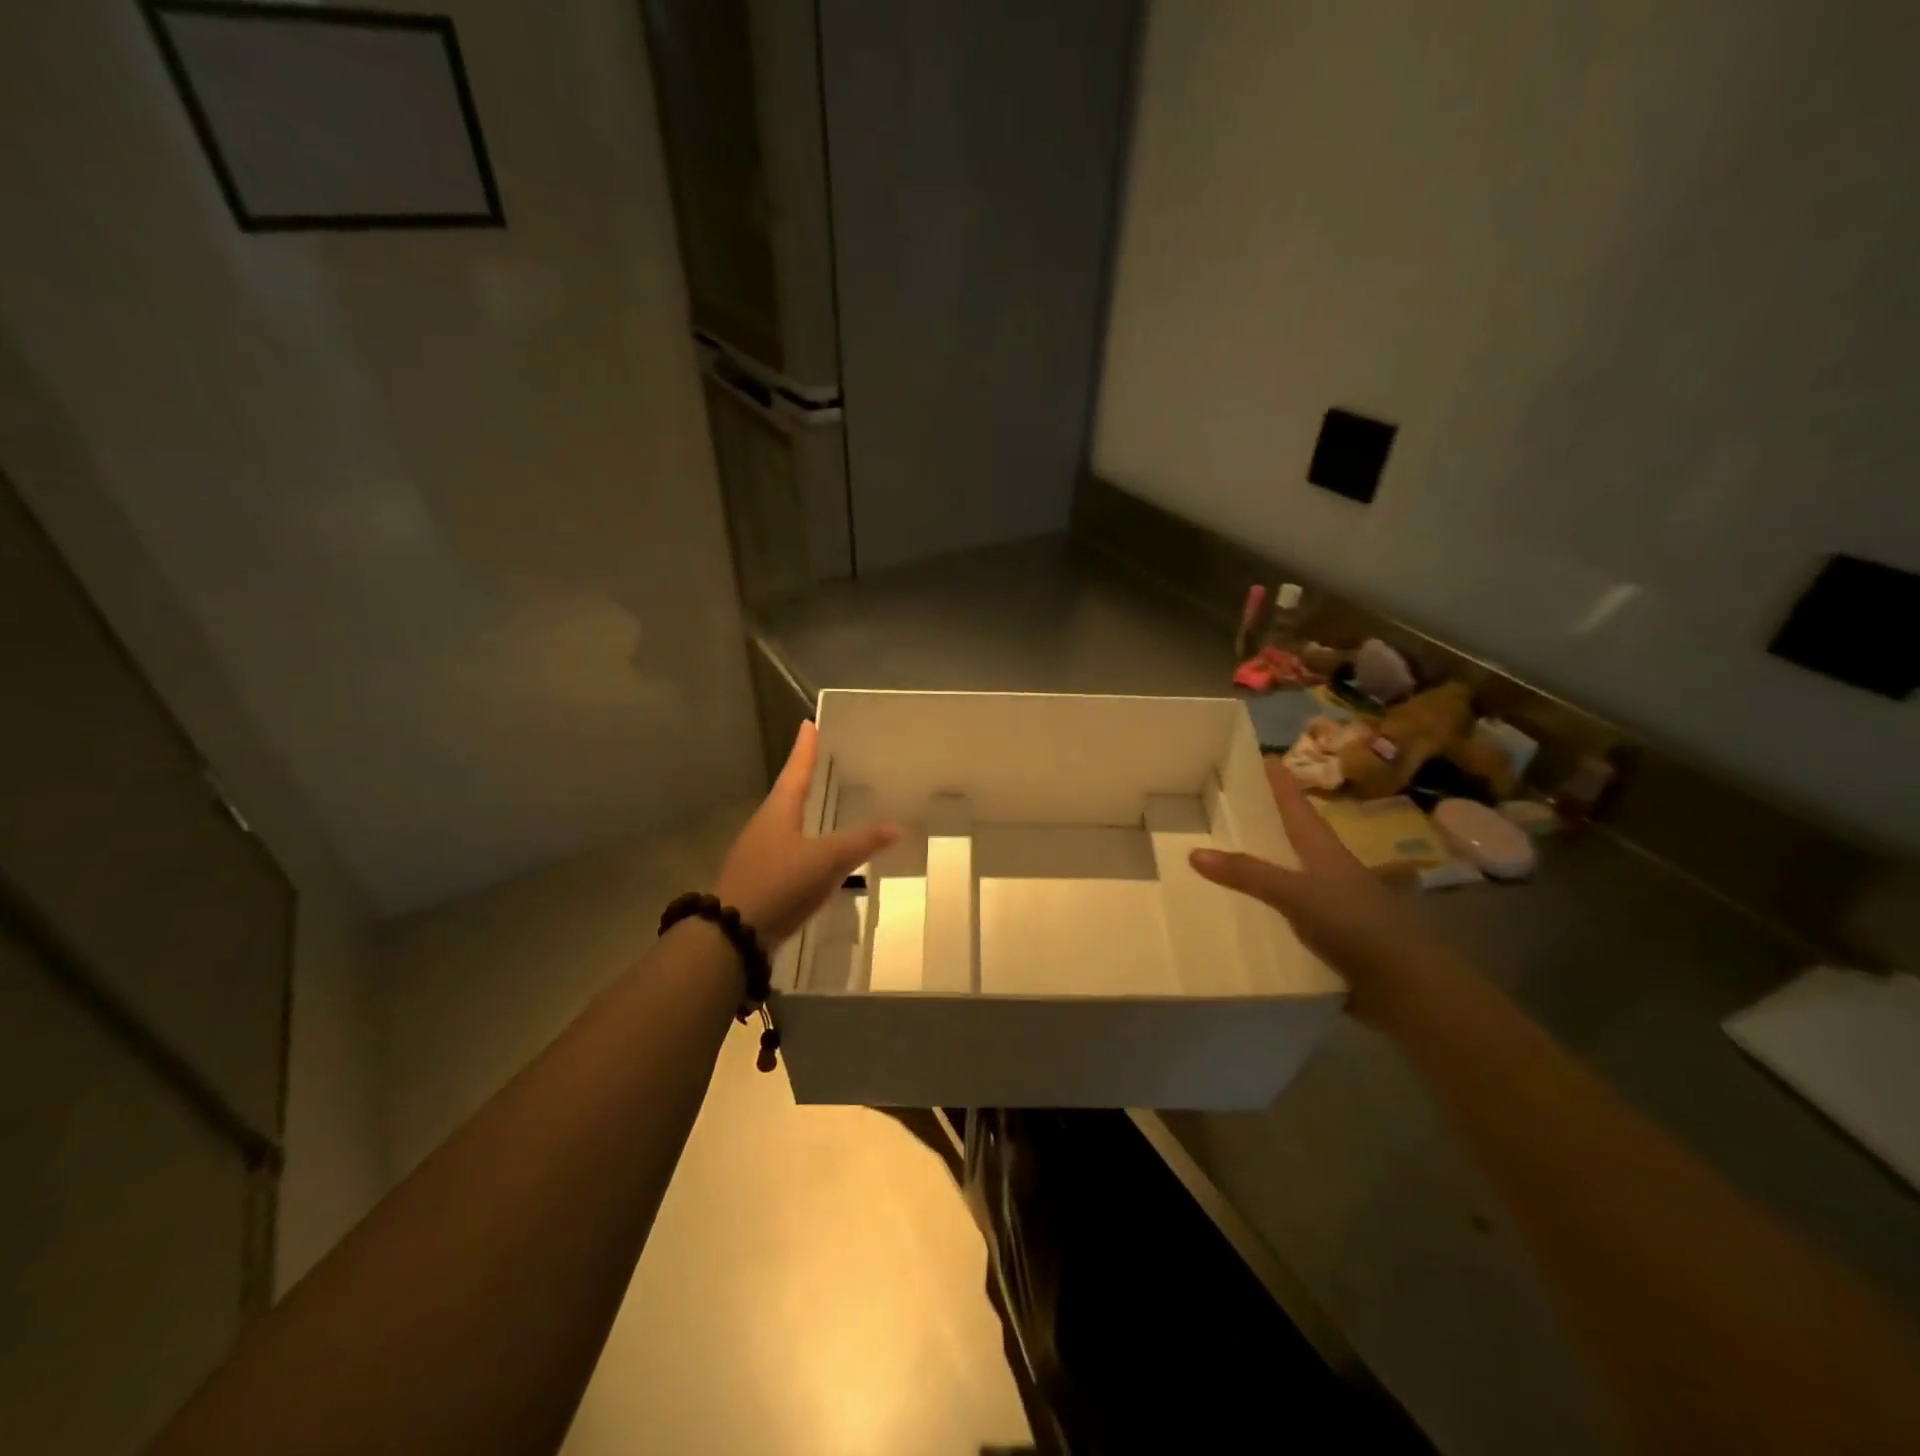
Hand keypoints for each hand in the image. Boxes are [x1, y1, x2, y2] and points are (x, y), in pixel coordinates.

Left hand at [714, 722, 898, 945]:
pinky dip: (805, 844)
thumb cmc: (779, 883)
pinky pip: (788, 851)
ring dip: (804, 811)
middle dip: (805, 778)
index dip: (805, 748)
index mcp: (778, 810)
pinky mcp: (761, 879)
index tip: (808, 724)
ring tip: (824, 805)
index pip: (796, 770)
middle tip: (822, 762)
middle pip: (788, 794)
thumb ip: (861, 842)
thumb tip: (898, 827)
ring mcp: (759, 853)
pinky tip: (817, 854)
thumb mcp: (826, 860)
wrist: (733, 935)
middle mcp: (765, 825)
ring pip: (787, 823)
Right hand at [1189, 756, 1440, 1021]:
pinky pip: (1292, 908)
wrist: (1406, 985)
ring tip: (1230, 853)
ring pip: (1294, 872)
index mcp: (1324, 849)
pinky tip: (1248, 909)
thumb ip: (1248, 874)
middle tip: (1232, 804)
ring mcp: (1333, 902)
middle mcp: (1329, 869)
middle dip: (1268, 819)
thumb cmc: (1354, 924)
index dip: (1280, 781)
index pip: (1297, 805)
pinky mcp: (1332, 933)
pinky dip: (1270, 902)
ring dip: (1267, 862)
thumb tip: (1194, 852)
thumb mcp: (1296, 894)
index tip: (1262, 756)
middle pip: (1295, 835)